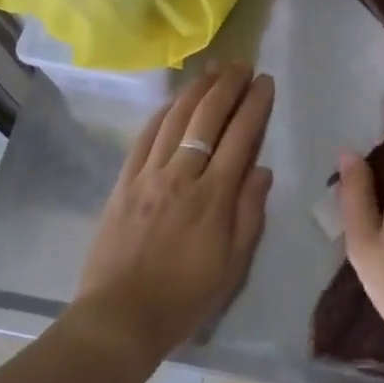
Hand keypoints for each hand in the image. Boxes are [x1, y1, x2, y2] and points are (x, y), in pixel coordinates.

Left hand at [71, 64, 274, 370]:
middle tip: (242, 65)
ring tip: (213, 70)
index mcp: (214, 196)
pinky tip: (174, 100)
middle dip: (228, 85)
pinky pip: (145, 136)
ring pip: (176, 118)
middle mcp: (183, 175)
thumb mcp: (233, 266)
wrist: (118, 317)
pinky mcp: (125, 181)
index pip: (240, 136)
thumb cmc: (184, 297)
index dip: (255, 104)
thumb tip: (262, 170)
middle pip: (208, 116)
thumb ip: (249, 213)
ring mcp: (149, 175)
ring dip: (197, 89)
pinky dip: (163, 113)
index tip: (264, 82)